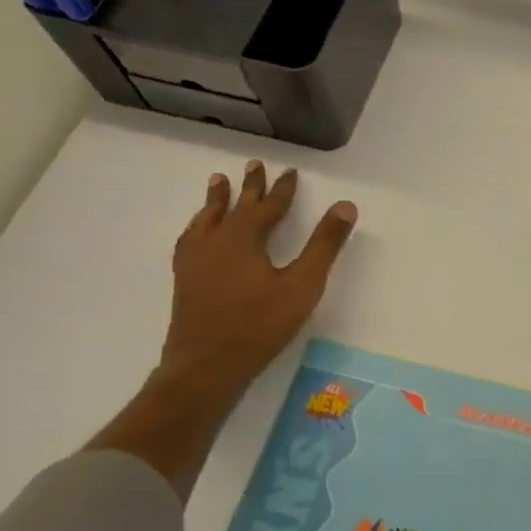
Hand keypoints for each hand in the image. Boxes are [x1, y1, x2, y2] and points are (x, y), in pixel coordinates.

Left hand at [160, 160, 357, 390]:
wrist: (205, 366)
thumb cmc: (259, 325)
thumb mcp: (302, 285)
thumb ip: (324, 245)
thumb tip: (346, 206)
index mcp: (243, 238)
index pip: (268, 206)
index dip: (282, 189)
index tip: (290, 171)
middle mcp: (215, 241)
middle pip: (234, 206)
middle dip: (248, 186)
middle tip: (253, 165)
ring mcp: (195, 261)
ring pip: (207, 219)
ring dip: (216, 200)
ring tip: (218, 183)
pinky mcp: (185, 279)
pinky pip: (190, 238)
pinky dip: (198, 225)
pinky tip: (198, 232)